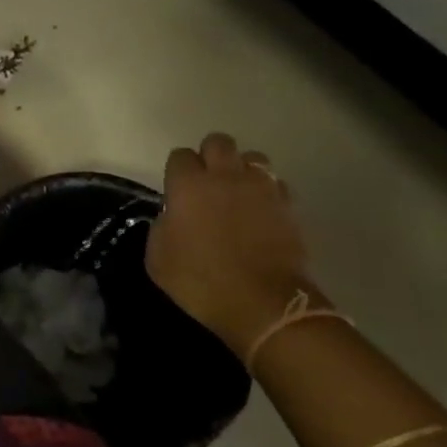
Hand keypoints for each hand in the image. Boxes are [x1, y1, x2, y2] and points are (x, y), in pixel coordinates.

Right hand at [144, 132, 320, 354]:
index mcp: (189, 186)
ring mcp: (261, 188)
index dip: (176, 172)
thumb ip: (162, 227)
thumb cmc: (201, 282)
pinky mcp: (288, 205)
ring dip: (242, 169)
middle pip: (218, 142)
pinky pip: (276, 184)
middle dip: (210, 156)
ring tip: (237, 193)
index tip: (176, 192)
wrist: (263, 304)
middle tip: (206, 183)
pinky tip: (261, 212)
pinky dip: (267, 192)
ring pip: (252, 157)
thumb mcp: (158, 258)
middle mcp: (225, 177)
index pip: (179, 156)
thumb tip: (173, 217)